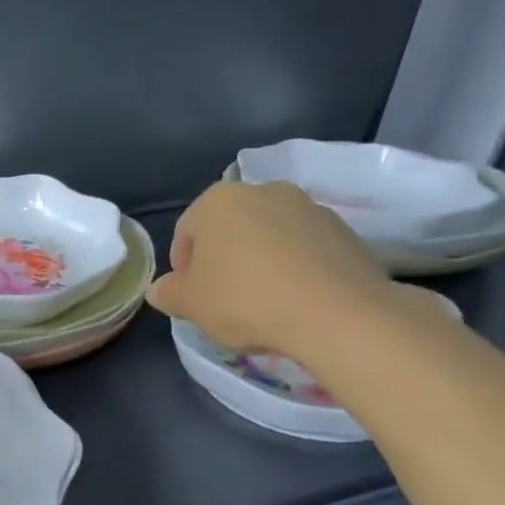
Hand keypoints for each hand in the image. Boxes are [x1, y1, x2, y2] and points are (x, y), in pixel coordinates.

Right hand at [145, 180, 396, 357]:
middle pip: (230, 229)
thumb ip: (168, 293)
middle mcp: (263, 191)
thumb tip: (160, 290)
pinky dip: (294, 268)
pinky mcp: (344, 230)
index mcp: (218, 201)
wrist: (338, 314)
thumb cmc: (246, 300)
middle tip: (222, 298)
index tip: (190, 295)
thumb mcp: (190, 304)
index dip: (183, 267)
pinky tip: (294, 300)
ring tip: (262, 301)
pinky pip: (304, 249)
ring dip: (259, 262)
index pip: (186, 231)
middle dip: (223, 259)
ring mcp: (308, 207)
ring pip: (268, 236)